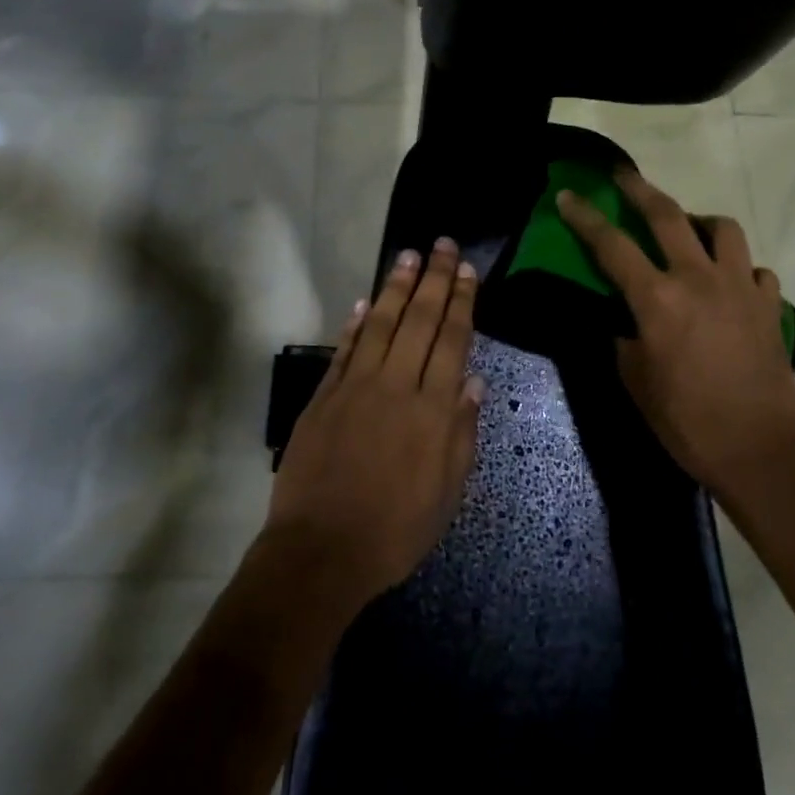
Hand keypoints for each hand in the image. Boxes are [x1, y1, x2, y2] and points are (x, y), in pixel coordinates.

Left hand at [263, 238, 485, 610]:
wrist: (322, 550)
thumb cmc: (395, 530)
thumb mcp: (447, 492)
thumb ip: (461, 431)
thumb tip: (472, 380)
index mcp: (432, 410)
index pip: (451, 341)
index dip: (460, 302)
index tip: (465, 270)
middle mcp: (395, 386)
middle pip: (418, 321)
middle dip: (433, 279)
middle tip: (442, 244)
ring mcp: (354, 387)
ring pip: (379, 324)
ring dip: (394, 287)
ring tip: (407, 256)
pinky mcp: (323, 396)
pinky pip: (343, 349)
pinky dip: (354, 322)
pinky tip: (364, 301)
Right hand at [555, 171, 794, 509]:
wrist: (760, 452)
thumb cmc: (686, 421)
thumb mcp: (635, 381)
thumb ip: (625, 339)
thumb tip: (629, 322)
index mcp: (657, 300)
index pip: (612, 245)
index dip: (585, 218)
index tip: (569, 195)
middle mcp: (699, 280)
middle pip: (667, 216)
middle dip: (639, 188)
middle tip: (622, 174)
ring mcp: (741, 288)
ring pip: (722, 229)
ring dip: (698, 220)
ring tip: (687, 229)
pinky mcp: (771, 306)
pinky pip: (756, 268)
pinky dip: (738, 267)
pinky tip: (728, 283)